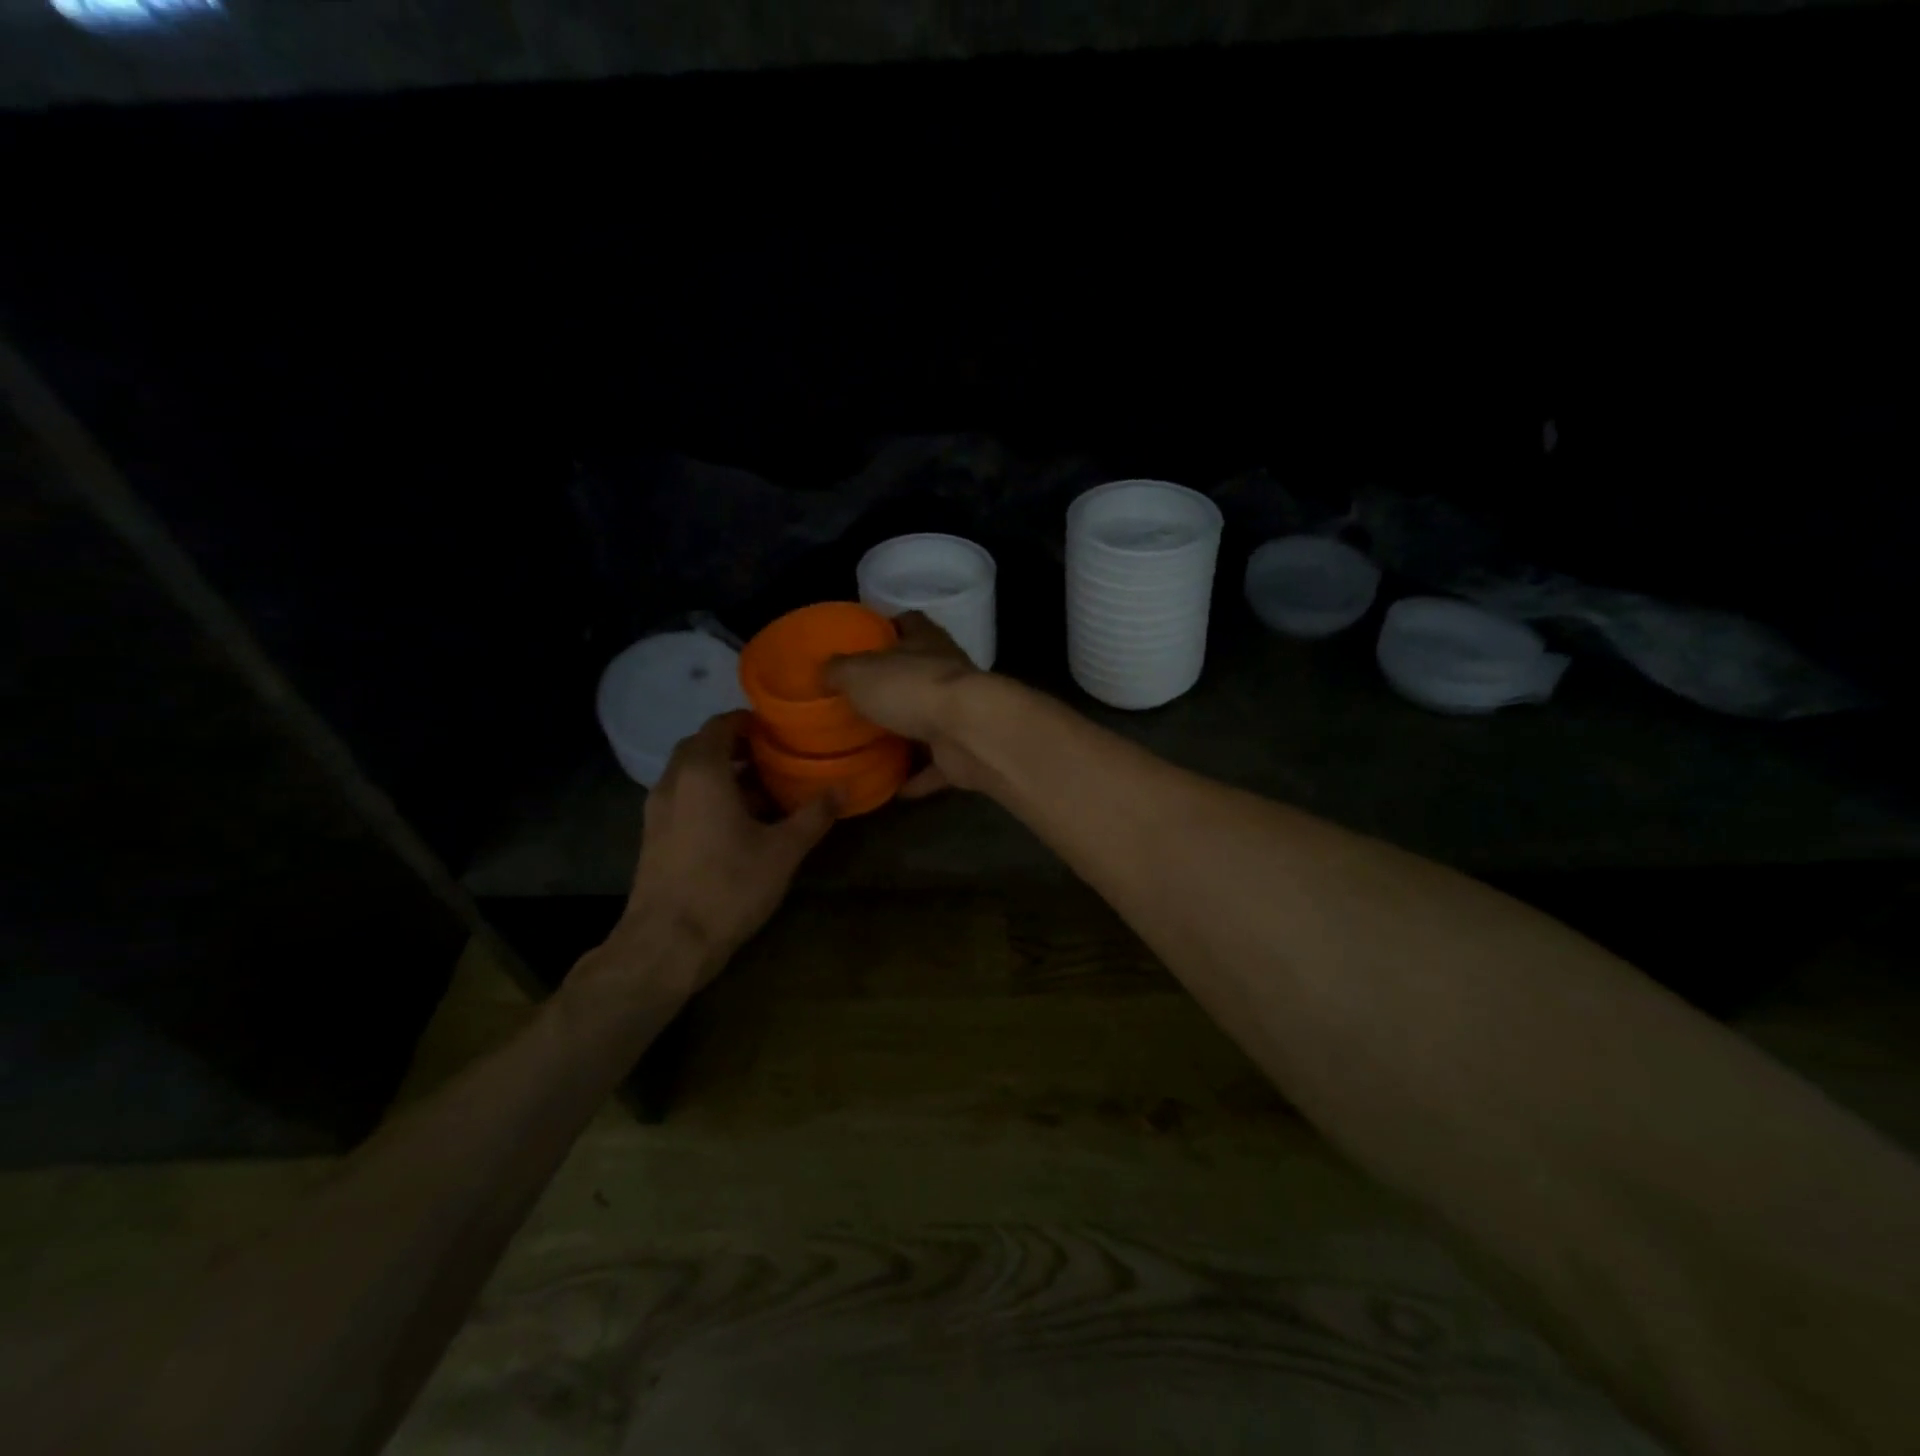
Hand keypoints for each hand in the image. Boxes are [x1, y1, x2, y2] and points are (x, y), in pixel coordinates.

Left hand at [609, 712, 835, 988]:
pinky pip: (681, 798)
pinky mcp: (652, 835)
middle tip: (773, 759)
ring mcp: (656, 809)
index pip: (720, 725)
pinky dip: (706, 795)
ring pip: (689, 773)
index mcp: (702, 772)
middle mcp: (673, 781)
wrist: (667, 943)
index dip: (749, 722)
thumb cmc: (728, 886)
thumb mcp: (783, 851)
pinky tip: (734, 824)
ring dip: (721, 773)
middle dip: (736, 746)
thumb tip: (843, 788)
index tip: (779, 732)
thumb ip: (814, 815)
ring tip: (760, 792)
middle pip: (701, 746)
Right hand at [826, 611, 985, 795]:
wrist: (969, 733)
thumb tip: (826, 670)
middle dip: (894, 686)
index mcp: (925, 643)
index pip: (909, 623)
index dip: (889, 627)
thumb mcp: (860, 673)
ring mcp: (960, 714)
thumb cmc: (912, 689)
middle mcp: (947, 674)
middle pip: (919, 674)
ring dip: (908, 734)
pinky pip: (937, 766)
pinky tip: (894, 789)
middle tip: (859, 701)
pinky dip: (919, 778)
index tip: (867, 640)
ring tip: (874, 746)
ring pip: (930, 721)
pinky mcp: (964, 751)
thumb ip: (840, 670)